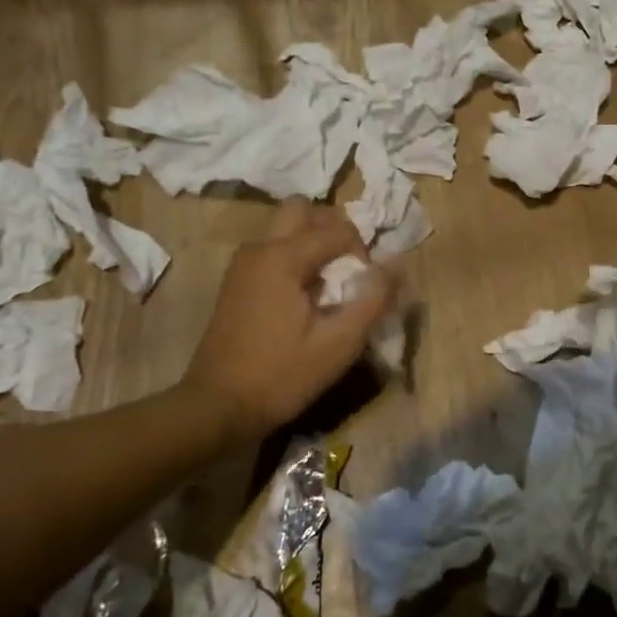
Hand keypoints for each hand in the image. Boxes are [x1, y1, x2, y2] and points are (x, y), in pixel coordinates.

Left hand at [180, 201, 394, 443]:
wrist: (218, 406)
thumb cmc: (282, 375)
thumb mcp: (339, 343)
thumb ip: (373, 299)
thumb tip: (397, 263)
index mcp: (282, 256)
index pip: (338, 228)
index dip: (362, 254)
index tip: (362, 291)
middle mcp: (259, 248)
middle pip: (304, 210)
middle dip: (334, 231)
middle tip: (347, 270)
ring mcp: (243, 263)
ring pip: (287, 228)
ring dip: (313, 243)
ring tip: (329, 285)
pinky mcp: (238, 281)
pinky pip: (273, 250)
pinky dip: (296, 259)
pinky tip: (305, 299)